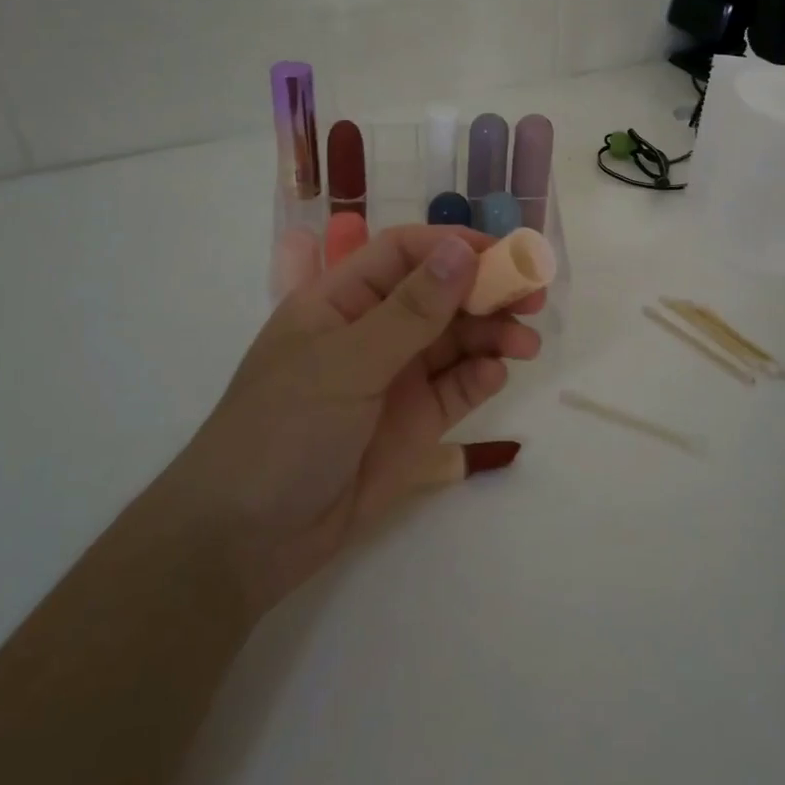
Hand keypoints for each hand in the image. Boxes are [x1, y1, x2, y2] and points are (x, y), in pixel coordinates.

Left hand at [178, 225, 543, 616]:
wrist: (250, 537)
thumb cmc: (284, 429)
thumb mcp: (346, 362)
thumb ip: (410, 310)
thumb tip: (463, 250)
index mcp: (341, 301)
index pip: (404, 253)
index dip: (454, 246)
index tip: (504, 253)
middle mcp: (372, 332)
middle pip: (440, 294)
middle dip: (486, 290)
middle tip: (534, 295)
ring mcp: (395, 379)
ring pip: (456, 340)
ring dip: (493, 333)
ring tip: (526, 343)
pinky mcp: (415, 423)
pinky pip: (456, 387)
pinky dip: (480, 376)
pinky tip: (495, 375)